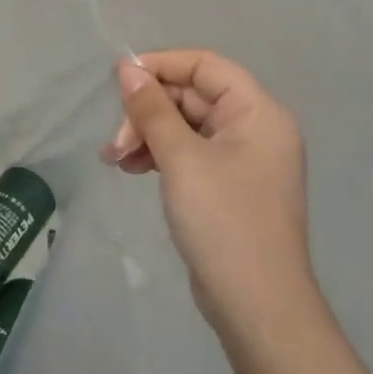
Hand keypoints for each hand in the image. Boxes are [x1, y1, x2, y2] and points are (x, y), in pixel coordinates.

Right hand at [101, 50, 313, 365]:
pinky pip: (189, 153)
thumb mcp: (181, 158)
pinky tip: (132, 170)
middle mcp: (255, 128)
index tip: (119, 81)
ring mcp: (243, 159)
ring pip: (185, 126)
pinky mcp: (228, 186)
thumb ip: (152, 109)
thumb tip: (127, 68)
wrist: (257, 307)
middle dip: (148, 112)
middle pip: (192, 97)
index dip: (160, 66)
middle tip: (115, 143)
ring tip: (114, 160)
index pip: (205, 65)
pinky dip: (159, 155)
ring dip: (147, 135)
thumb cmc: (223, 221)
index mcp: (258, 112)